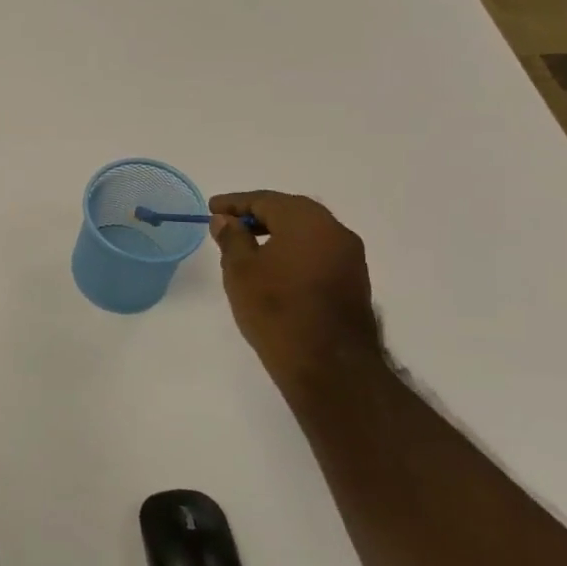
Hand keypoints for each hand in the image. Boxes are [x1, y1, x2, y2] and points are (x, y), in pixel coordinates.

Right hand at [209, 190, 384, 392]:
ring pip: (307, 233)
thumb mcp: (241, 271)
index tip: (212, 209)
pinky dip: (293, 251)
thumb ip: (232, 239)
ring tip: (247, 247)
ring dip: (277, 234)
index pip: (266, 200)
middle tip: (228, 224)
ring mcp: (350, 257)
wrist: (329, 365)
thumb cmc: (277, 310)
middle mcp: (335, 231)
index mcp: (307, 221)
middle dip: (258, 215)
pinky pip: (317, 252)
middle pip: (291, 212)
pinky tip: (274, 268)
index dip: (235, 203)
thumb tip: (225, 221)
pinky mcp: (353, 281)